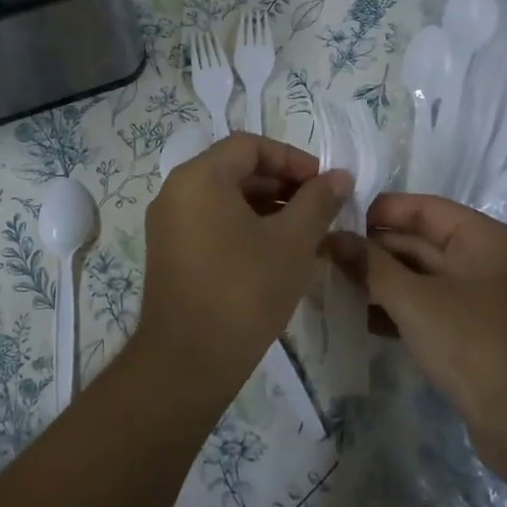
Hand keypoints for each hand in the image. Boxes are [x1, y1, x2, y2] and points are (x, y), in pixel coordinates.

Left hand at [135, 134, 350, 396]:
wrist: (187, 360)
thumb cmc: (244, 291)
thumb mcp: (292, 242)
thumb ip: (318, 201)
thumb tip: (339, 176)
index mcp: (199, 177)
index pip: (250, 146)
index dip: (292, 158)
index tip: (324, 184)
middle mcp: (175, 191)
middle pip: (234, 168)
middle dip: (280, 183)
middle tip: (319, 207)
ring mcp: (167, 223)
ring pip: (222, 197)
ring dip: (264, 205)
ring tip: (303, 230)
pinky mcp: (168, 251)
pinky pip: (209, 221)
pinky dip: (242, 225)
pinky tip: (273, 250)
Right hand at [327, 194, 506, 472]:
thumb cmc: (476, 347)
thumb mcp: (415, 301)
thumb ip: (370, 266)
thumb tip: (332, 237)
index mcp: (486, 240)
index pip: (424, 209)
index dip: (378, 212)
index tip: (334, 222)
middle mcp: (489, 263)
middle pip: (422, 243)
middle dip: (374, 250)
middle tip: (324, 258)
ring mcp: (486, 302)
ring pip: (424, 279)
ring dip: (382, 282)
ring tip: (333, 286)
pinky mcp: (478, 337)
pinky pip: (432, 310)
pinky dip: (399, 311)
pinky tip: (361, 319)